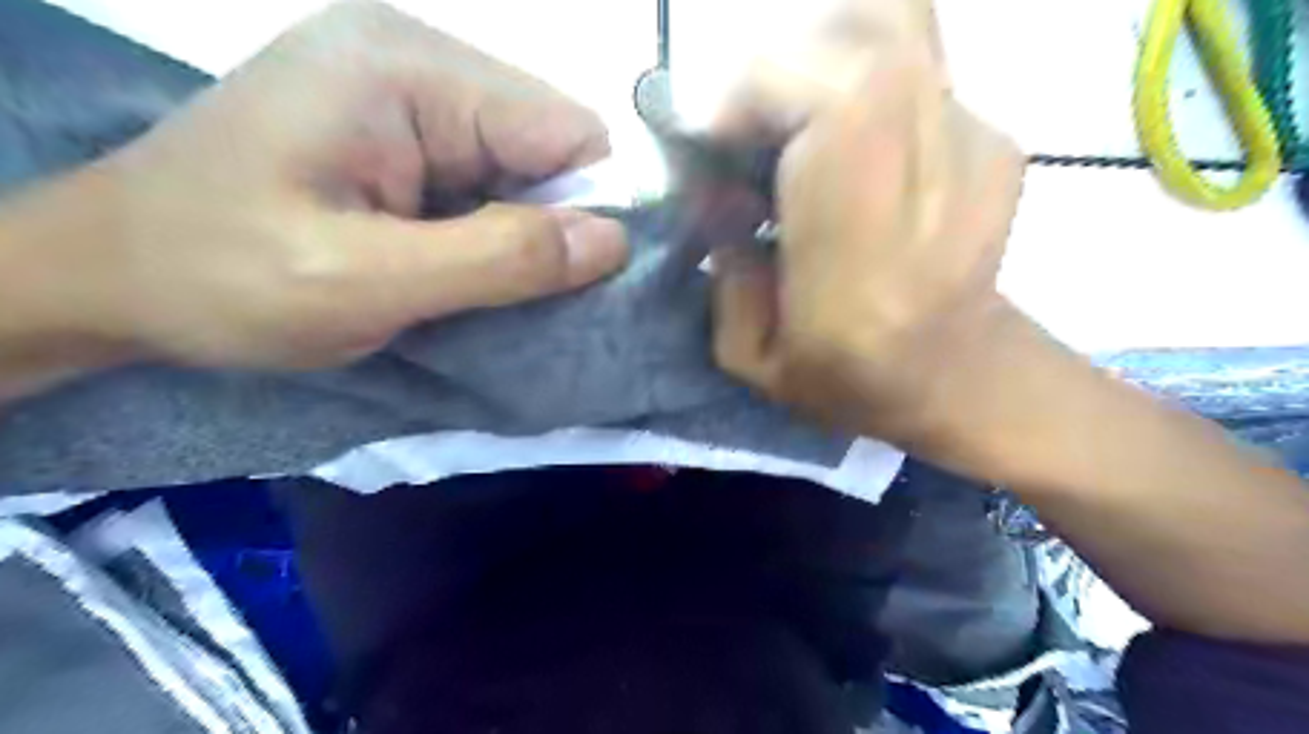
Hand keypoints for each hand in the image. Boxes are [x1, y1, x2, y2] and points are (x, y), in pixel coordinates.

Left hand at [60, 1, 629, 367]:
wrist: (108, 277)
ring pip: (520, 169)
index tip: (573, 281)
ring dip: (516, 232)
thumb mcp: (367, 281)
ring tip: (471, 282)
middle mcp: (416, 60)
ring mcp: (404, 93)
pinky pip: (484, 180)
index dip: (587, 207)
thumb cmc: (223, 278)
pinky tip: (453, 264)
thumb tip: (612, 241)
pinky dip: (488, 230)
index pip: (564, 129)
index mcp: (407, 69)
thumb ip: (497, 259)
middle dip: (548, 224)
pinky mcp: (396, 132)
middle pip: (546, 146)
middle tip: (508, 291)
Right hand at [711, 1, 1026, 453]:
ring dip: (811, 61)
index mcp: (868, 263)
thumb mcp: (754, 361)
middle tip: (740, 132)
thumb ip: (721, 273)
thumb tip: (713, 190)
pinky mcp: (993, 136)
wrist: (961, 376)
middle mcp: (936, 190)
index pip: (834, 105)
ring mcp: (981, 149)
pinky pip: (907, 59)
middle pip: (864, 43)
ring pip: (892, 28)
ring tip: (781, 129)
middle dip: (773, 70)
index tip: (709, 136)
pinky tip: (830, 139)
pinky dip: (846, 76)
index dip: (756, 91)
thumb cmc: (851, 384)